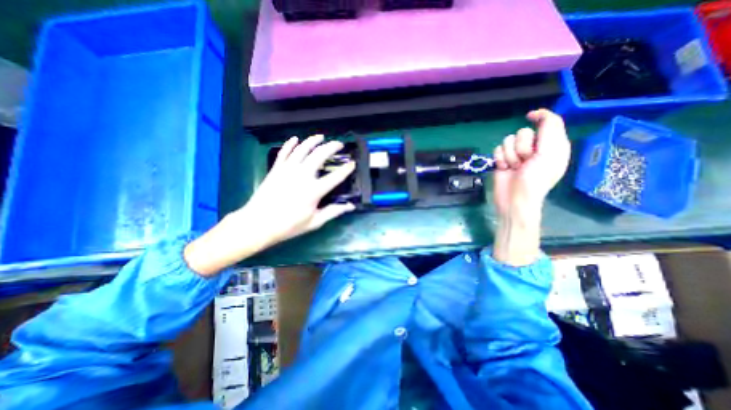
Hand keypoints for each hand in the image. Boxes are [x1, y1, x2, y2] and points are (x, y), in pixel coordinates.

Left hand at [182, 134, 354, 274]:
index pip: (335, 176)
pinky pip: (284, 152)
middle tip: (339, 144)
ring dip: (313, 140)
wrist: (258, 224)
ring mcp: (288, 170)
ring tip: (321, 136)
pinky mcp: (276, 169)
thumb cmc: (288, 225)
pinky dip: (290, 144)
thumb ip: (333, 212)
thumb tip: (350, 206)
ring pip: (302, 149)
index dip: (346, 169)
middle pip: (320, 155)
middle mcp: (302, 175)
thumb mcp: (314, 222)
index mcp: (314, 190)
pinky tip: (295, 138)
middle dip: (332, 147)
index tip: (352, 163)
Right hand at [490, 109, 569, 266]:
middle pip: (522, 132)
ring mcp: (516, 155)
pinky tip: (503, 168)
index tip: (529, 116)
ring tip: (514, 167)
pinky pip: (497, 149)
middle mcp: (534, 148)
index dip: (539, 116)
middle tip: (525, 160)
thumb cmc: (536, 179)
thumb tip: (538, 115)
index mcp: (551, 145)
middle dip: (521, 146)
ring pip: (507, 141)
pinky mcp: (502, 160)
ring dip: (509, 155)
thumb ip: (550, 130)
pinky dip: (499, 158)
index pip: (548, 122)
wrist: (514, 199)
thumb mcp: (550, 153)